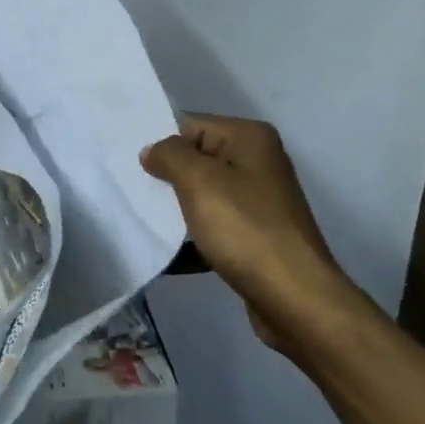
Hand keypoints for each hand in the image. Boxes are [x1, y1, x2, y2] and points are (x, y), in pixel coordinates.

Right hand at [141, 113, 348, 349]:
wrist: (295, 298)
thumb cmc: (245, 230)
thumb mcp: (199, 182)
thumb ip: (170, 155)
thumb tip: (153, 151)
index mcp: (250, 138)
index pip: (191, 125)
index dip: (161, 144)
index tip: (129, 166)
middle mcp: (259, 162)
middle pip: (197, 159)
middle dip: (166, 176)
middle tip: (131, 192)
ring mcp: (260, 201)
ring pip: (203, 194)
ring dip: (176, 208)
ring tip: (144, 221)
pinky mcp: (256, 235)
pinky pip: (214, 225)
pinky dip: (193, 236)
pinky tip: (169, 253)